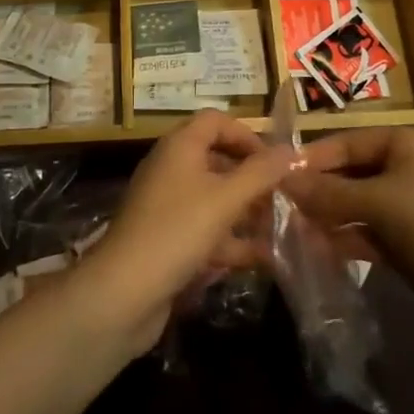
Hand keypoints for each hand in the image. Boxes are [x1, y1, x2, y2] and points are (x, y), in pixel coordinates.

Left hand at [76, 110, 297, 355]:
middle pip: (216, 158)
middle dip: (250, 176)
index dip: (246, 134)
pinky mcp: (167, 240)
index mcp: (180, 147)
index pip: (215, 121)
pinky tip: (260, 259)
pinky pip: (204, 229)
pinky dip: (230, 240)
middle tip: (282, 195)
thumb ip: (260, 173)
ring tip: (279, 227)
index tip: (274, 161)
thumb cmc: (177, 231)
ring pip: (213, 197)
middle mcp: (171, 168)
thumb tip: (291, 150)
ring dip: (245, 210)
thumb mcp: (225, 199)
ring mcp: (167, 206)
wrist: (123, 293)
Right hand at [287, 128, 413, 343]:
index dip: (314, 158)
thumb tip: (282, 179)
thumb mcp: (378, 199)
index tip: (277, 176)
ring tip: (291, 231)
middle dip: (319, 190)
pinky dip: (345, 240)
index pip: (347, 142)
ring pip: (357, 206)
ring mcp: (408, 208)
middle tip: (280, 206)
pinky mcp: (409, 245)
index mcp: (404, 143)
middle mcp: (406, 169)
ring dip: (328, 217)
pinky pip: (368, 234)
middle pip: (351, 174)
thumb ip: (328, 192)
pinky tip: (318, 251)